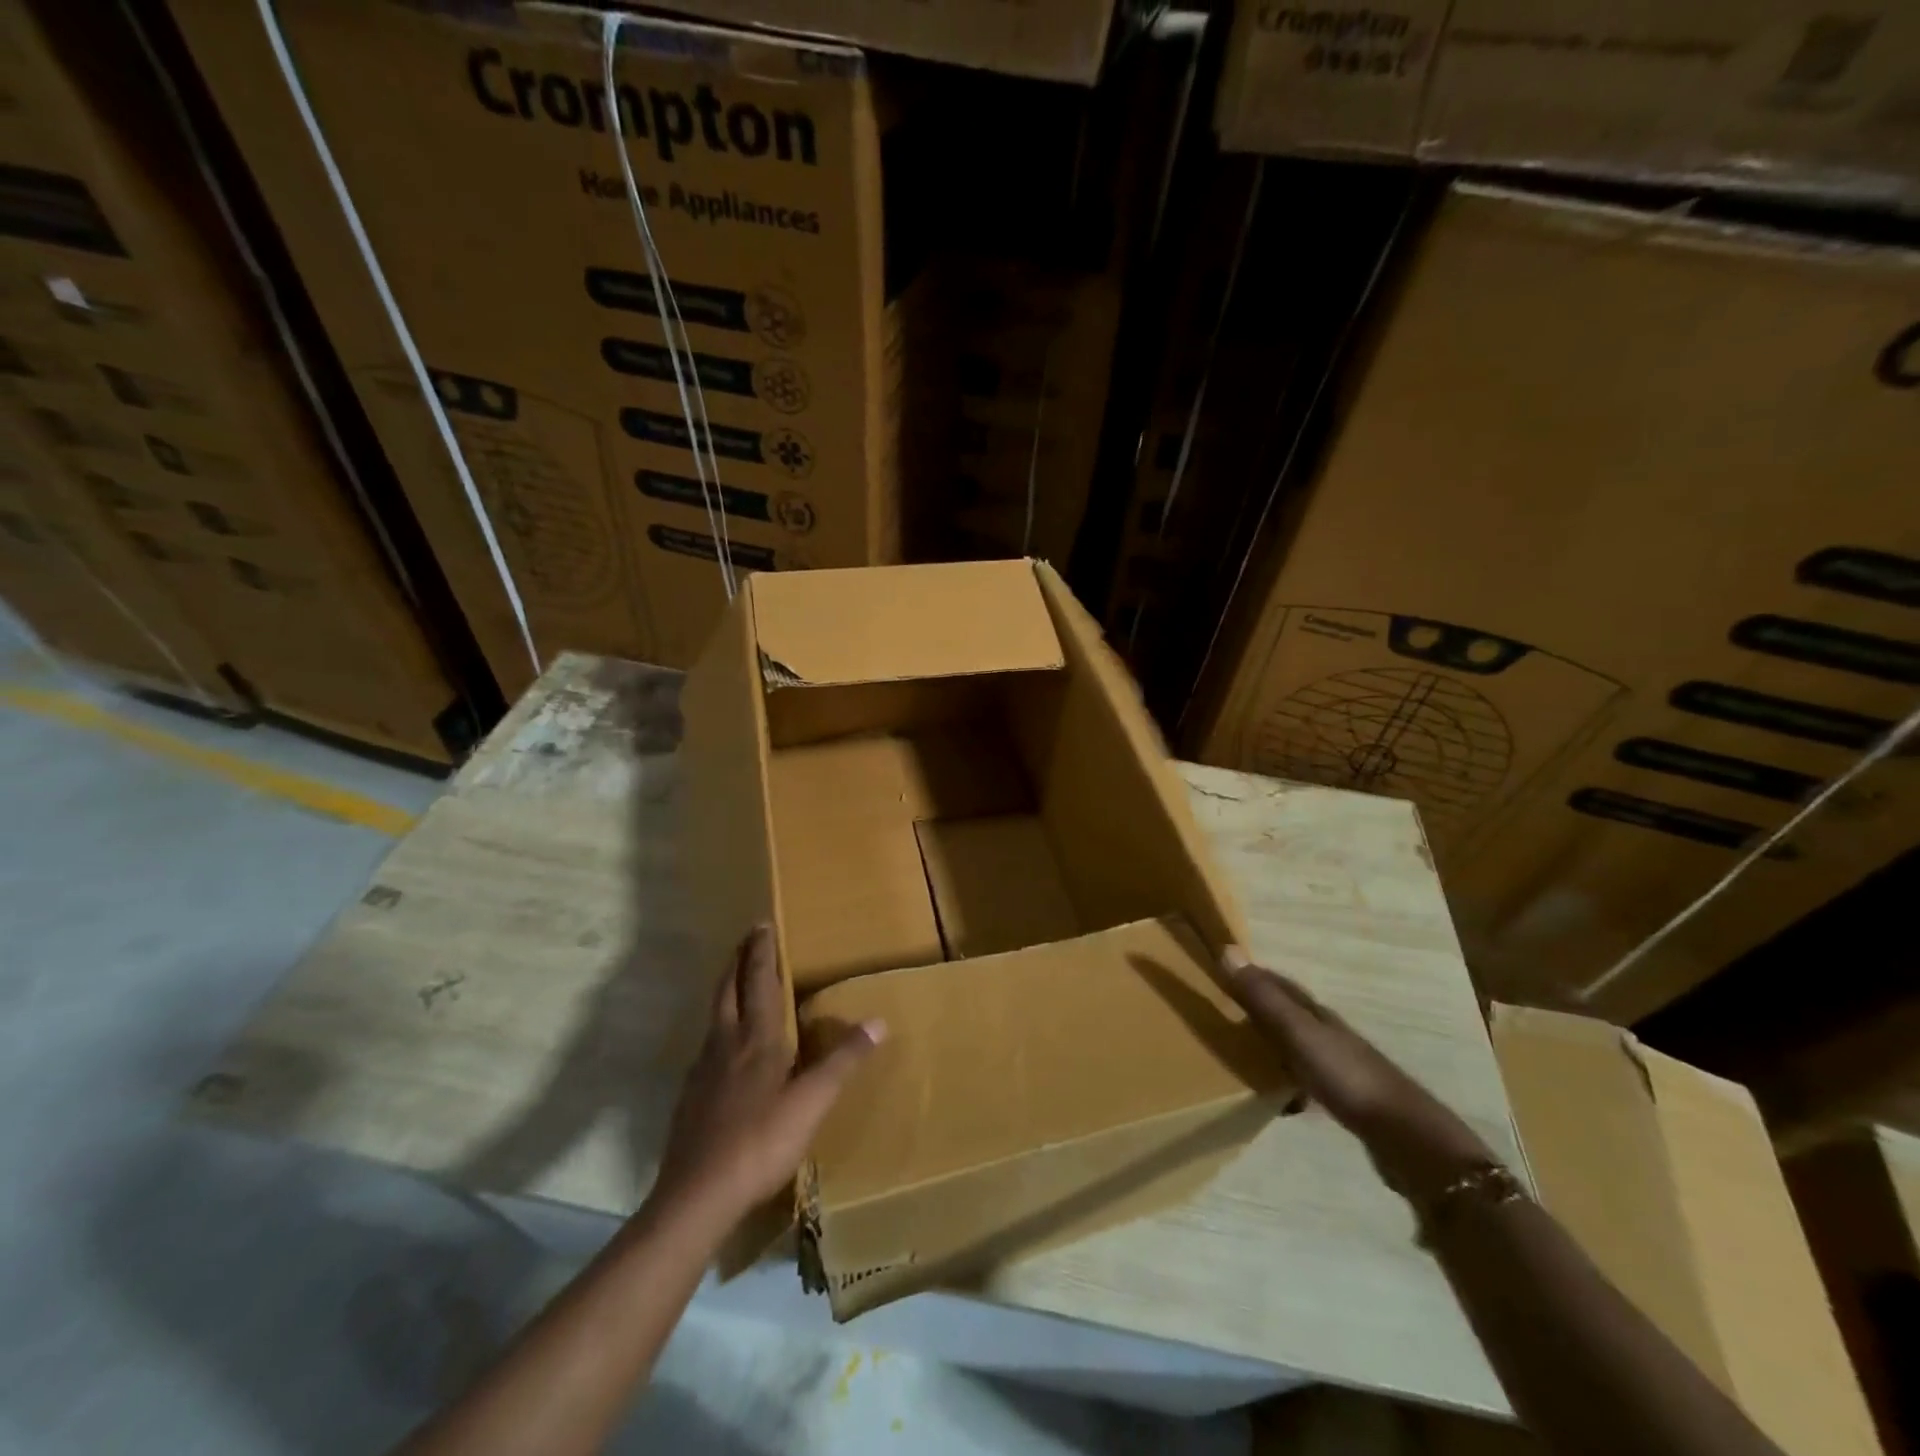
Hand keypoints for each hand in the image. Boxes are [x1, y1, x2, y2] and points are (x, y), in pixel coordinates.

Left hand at [654, 926, 883, 1218]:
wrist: (697, 1195)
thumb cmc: (760, 1141)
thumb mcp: (812, 1102)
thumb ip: (843, 1060)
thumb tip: (878, 1020)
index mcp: (757, 1039)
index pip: (759, 982)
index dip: (761, 952)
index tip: (761, 924)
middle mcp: (726, 1043)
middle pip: (727, 990)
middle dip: (737, 960)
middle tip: (746, 939)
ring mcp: (703, 1069)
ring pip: (714, 1015)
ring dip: (725, 989)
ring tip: (736, 981)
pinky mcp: (691, 1095)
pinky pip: (707, 1045)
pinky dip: (718, 1027)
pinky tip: (724, 1047)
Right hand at [1219, 945, 1494, 1201]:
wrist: (1404, 1136)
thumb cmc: (1347, 1076)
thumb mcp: (1298, 1033)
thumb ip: (1264, 998)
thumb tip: (1226, 948)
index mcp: (1317, 1014)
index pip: (1279, 984)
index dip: (1252, 975)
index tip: (1220, 970)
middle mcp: (1328, 1033)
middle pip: (1288, 1013)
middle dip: (1258, 1008)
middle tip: (1222, 1010)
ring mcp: (1338, 1066)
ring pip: (1296, 1045)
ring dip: (1271, 1044)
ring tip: (1239, 1052)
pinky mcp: (1344, 1098)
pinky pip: (1304, 1079)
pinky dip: (1286, 1080)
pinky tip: (1276, 1096)